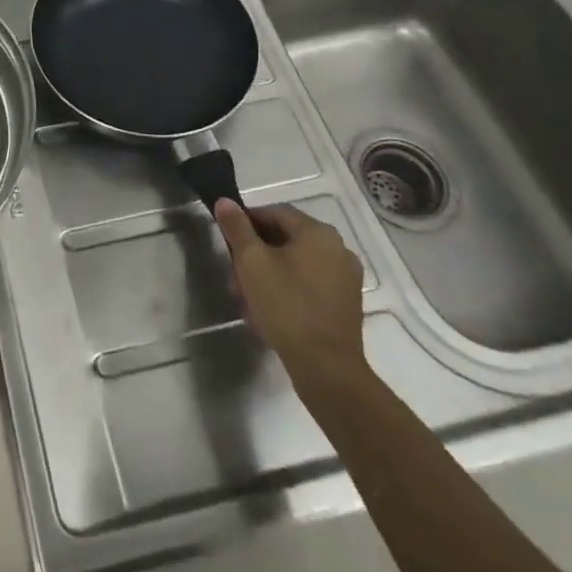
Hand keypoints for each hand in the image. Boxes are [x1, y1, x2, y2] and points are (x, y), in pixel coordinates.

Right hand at [213, 200, 366, 386]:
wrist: (327, 369)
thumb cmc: (286, 307)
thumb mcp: (251, 262)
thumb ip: (237, 228)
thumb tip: (225, 201)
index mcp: (318, 232)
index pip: (275, 213)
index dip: (246, 222)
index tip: (228, 242)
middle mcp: (338, 249)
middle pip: (285, 240)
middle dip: (255, 255)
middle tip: (234, 277)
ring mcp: (346, 278)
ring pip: (296, 265)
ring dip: (268, 275)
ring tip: (247, 301)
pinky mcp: (346, 305)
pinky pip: (309, 285)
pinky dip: (288, 290)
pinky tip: (269, 313)